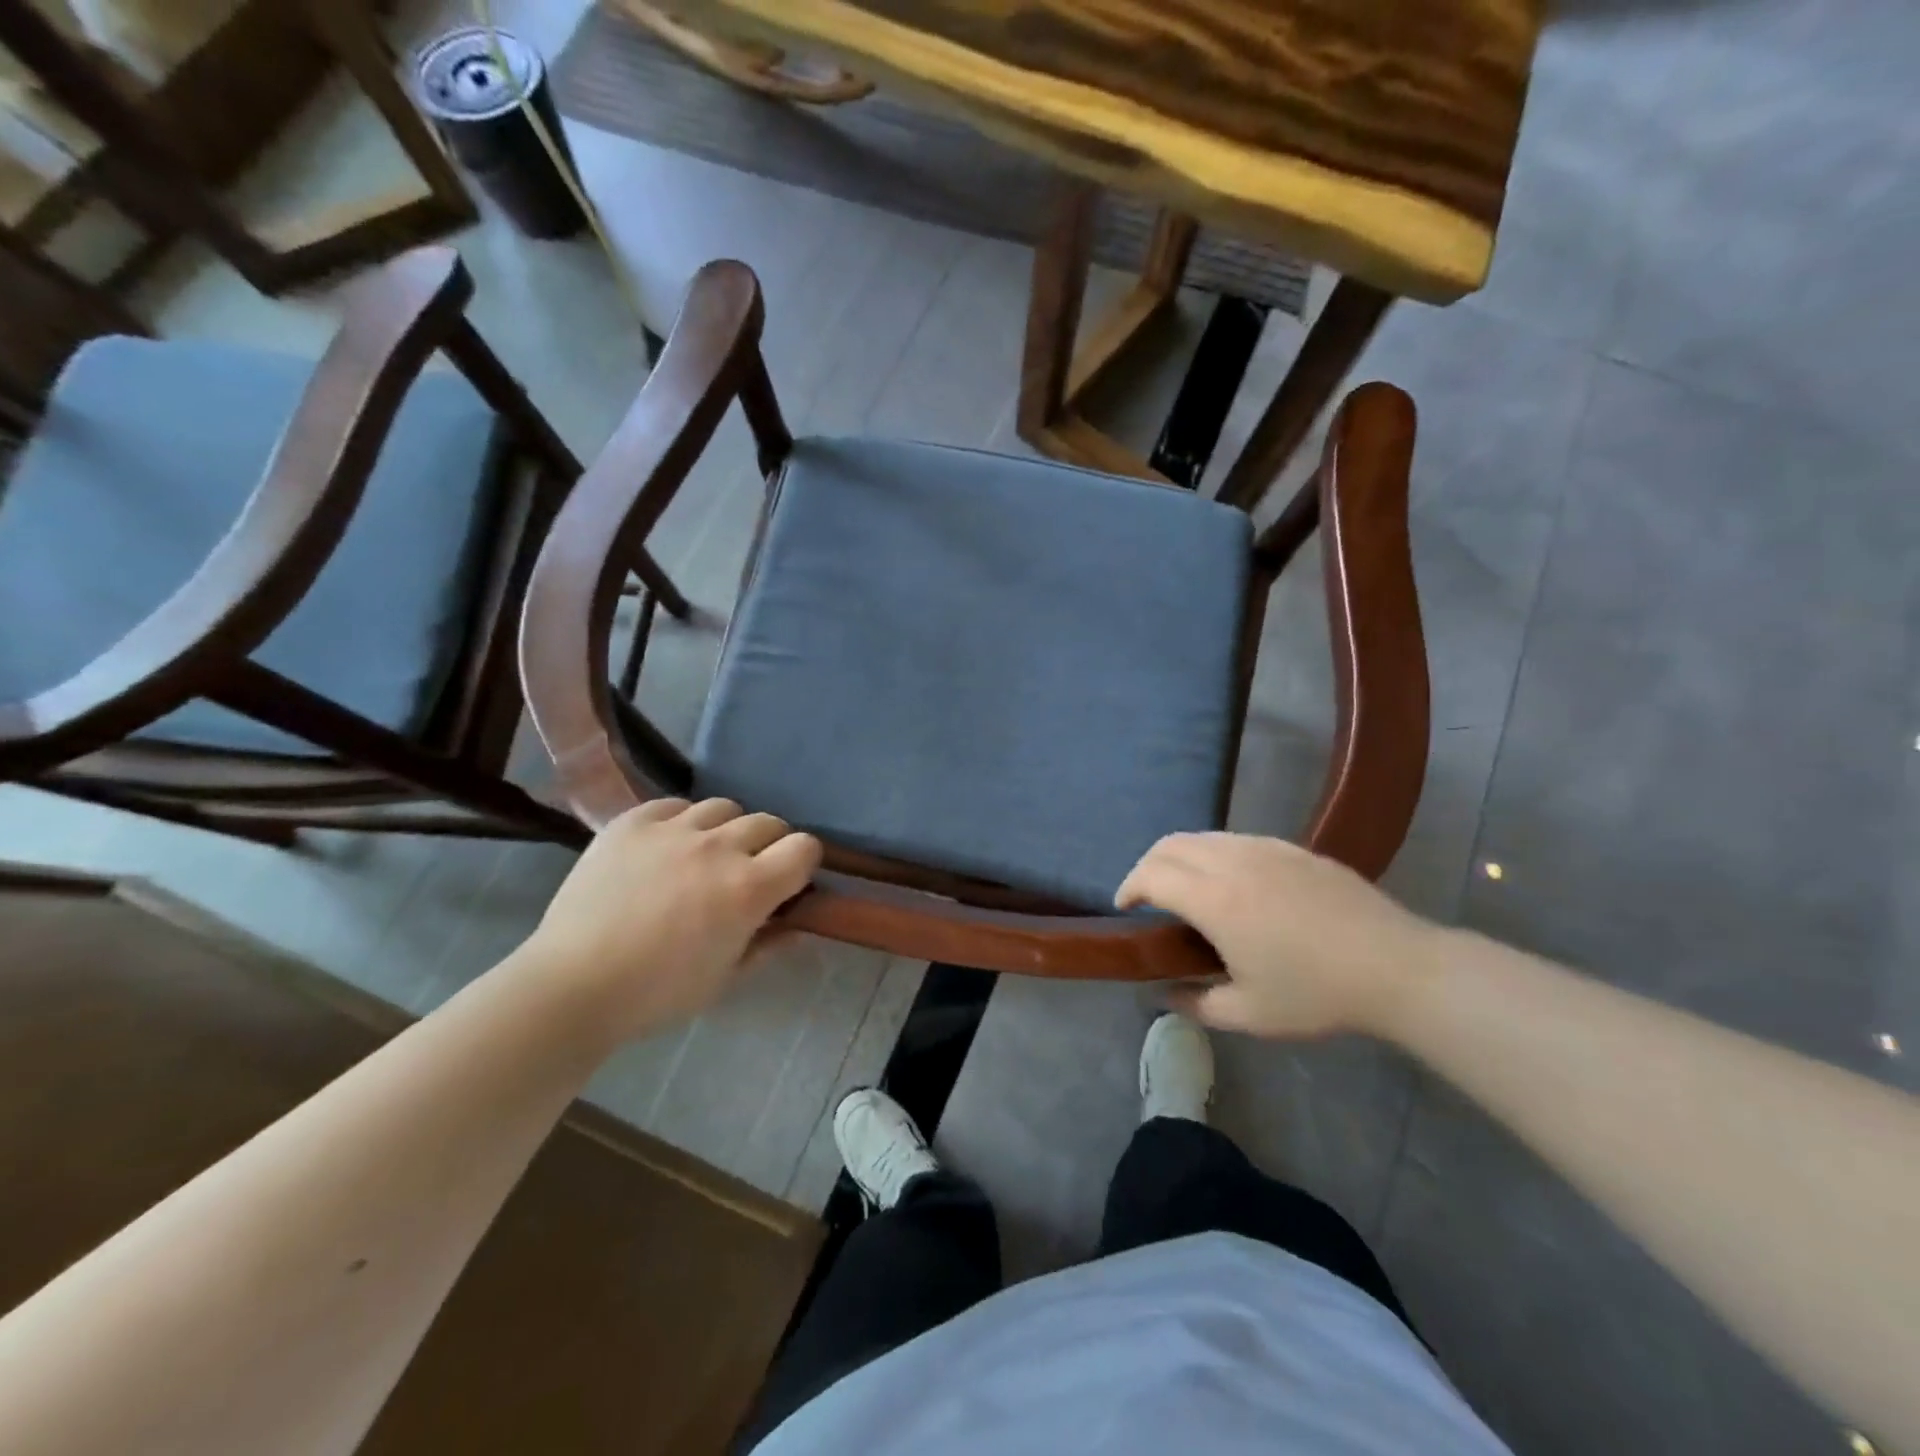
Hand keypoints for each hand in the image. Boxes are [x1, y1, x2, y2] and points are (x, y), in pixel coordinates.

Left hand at [526, 798, 821, 1040]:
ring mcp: (673, 829)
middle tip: (748, 872)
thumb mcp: (725, 978)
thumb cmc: (657, 994)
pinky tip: (666, 848)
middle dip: (769, 846)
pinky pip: (674, 805)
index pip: (804, 847)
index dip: (804, 862)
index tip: (790, 882)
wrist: (572, 986)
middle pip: (769, 822)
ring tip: (705, 855)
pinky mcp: (633, 822)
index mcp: (749, 889)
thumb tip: (797, 925)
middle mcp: (719, 848)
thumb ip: (768, 944)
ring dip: (726, 830)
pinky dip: (681, 822)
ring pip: (724, 808)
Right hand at [1116, 832, 1442, 1038]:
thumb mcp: (1249, 1014)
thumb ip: (1196, 1003)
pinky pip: (1235, 838)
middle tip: (1147, 896)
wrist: (1396, 966)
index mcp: (1215, 900)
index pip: (1152, 875)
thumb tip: (1163, 994)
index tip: (1125, 908)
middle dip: (1147, 866)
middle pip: (1170, 844)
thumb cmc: (1317, 993)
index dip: (1129, 887)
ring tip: (1184, 887)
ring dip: (1179, 856)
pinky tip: (1231, 881)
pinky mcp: (1292, 848)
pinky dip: (1213, 852)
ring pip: (1203, 836)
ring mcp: (1265, 849)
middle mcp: (1232, 862)